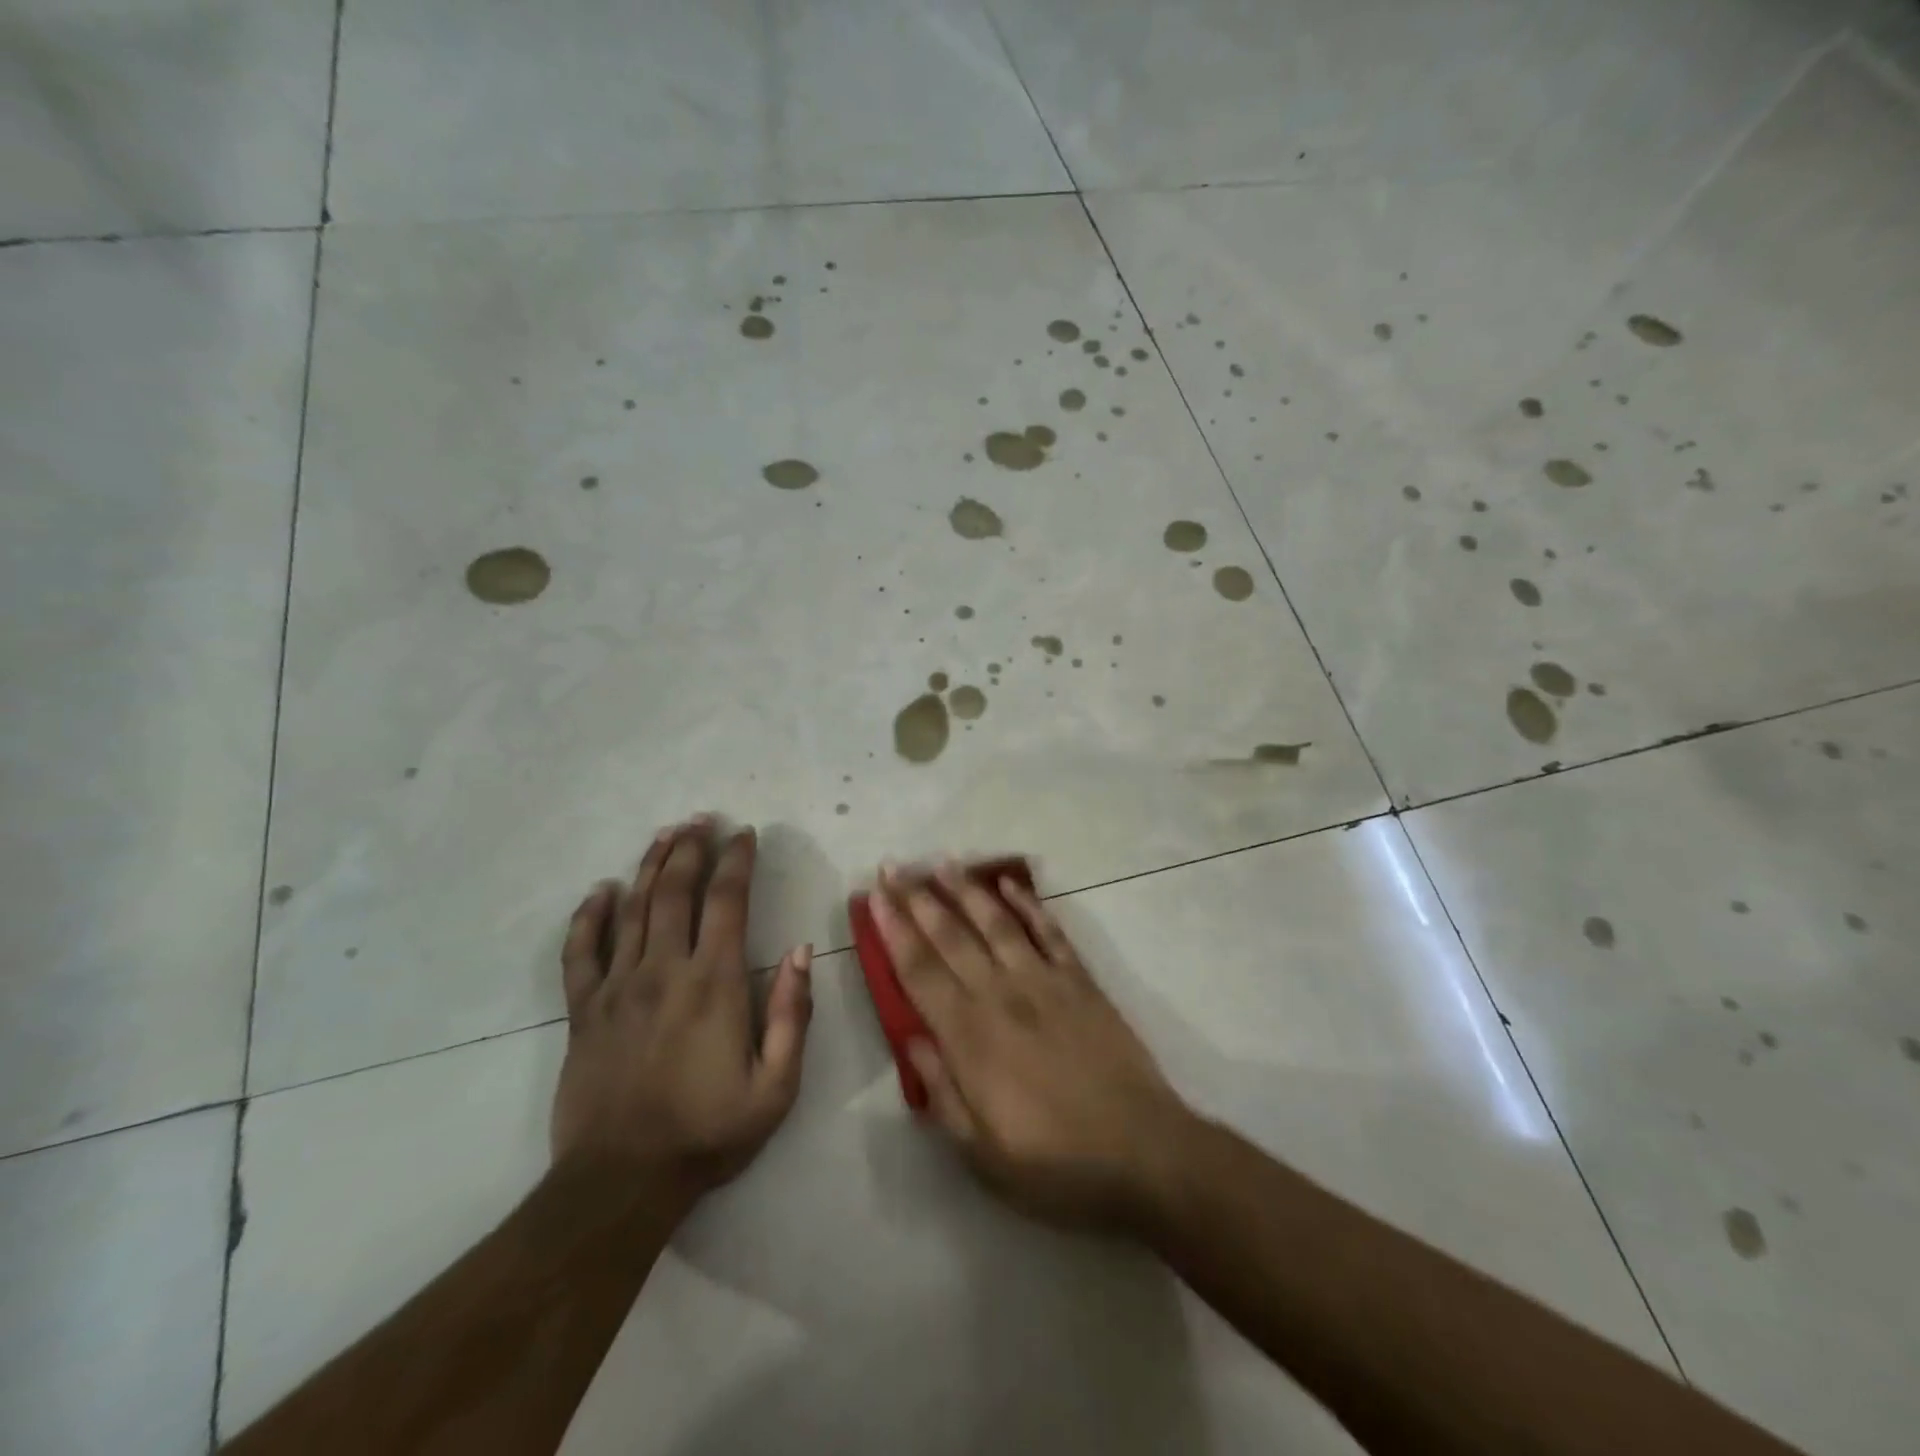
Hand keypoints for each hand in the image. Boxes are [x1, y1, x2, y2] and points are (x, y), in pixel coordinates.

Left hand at [551, 818, 812, 1207]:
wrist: (621, 1183)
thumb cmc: (708, 1133)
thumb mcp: (776, 1086)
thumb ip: (791, 1013)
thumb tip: (801, 951)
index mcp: (713, 983)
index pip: (726, 902)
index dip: (736, 861)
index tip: (745, 834)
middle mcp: (663, 970)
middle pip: (675, 891)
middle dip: (691, 848)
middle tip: (702, 818)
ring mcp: (617, 987)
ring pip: (633, 909)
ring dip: (650, 866)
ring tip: (665, 834)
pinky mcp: (584, 1011)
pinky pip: (580, 952)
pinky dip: (589, 916)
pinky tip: (600, 890)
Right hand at [870, 863, 1194, 1232]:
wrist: (1143, 1152)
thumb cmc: (1055, 1164)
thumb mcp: (981, 1152)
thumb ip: (941, 1091)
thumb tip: (910, 1038)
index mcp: (970, 1037)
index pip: (919, 971)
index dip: (893, 931)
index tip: (874, 897)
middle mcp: (1001, 995)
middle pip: (950, 936)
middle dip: (917, 899)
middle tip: (893, 866)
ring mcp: (1044, 981)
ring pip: (996, 922)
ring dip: (966, 889)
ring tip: (942, 862)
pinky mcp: (1081, 981)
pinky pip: (1049, 931)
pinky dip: (1028, 904)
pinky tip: (1009, 883)